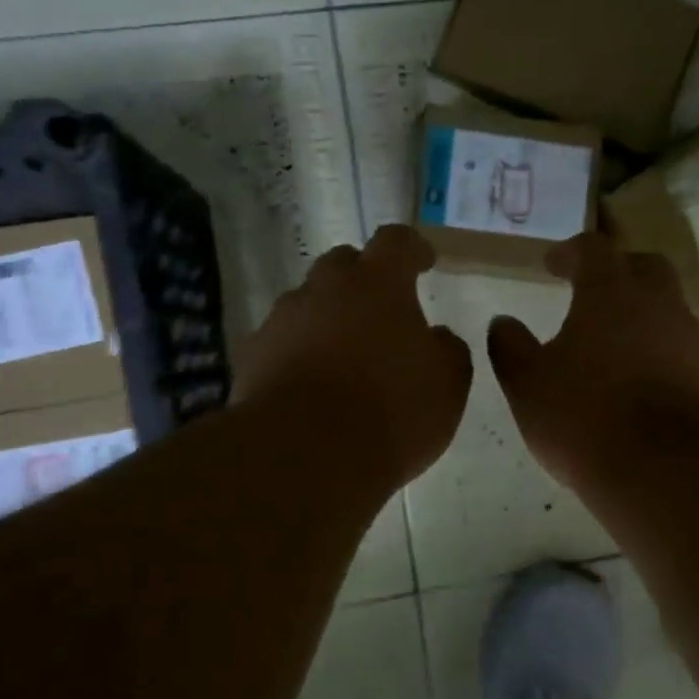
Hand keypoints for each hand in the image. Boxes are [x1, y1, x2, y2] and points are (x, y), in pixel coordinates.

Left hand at [232, 225, 471, 489]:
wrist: (305, 455)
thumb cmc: (391, 411)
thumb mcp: (447, 384)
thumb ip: (447, 350)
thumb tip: (436, 337)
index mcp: (378, 284)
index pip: (397, 242)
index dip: (413, 249)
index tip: (424, 262)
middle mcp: (324, 289)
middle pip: (342, 264)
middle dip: (362, 279)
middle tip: (380, 310)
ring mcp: (281, 320)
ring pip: (307, 304)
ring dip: (326, 319)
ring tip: (343, 356)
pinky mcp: (251, 357)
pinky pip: (280, 343)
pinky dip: (297, 354)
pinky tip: (309, 386)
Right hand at [487, 233, 698, 489]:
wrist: (666, 468)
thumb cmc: (584, 415)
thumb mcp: (528, 384)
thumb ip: (511, 347)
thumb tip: (502, 323)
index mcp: (610, 291)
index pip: (592, 250)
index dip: (570, 252)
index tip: (551, 265)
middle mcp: (656, 303)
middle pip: (642, 267)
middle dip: (616, 271)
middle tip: (591, 290)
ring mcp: (688, 338)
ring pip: (665, 308)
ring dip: (639, 314)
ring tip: (610, 341)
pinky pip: (677, 347)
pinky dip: (655, 350)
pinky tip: (635, 378)